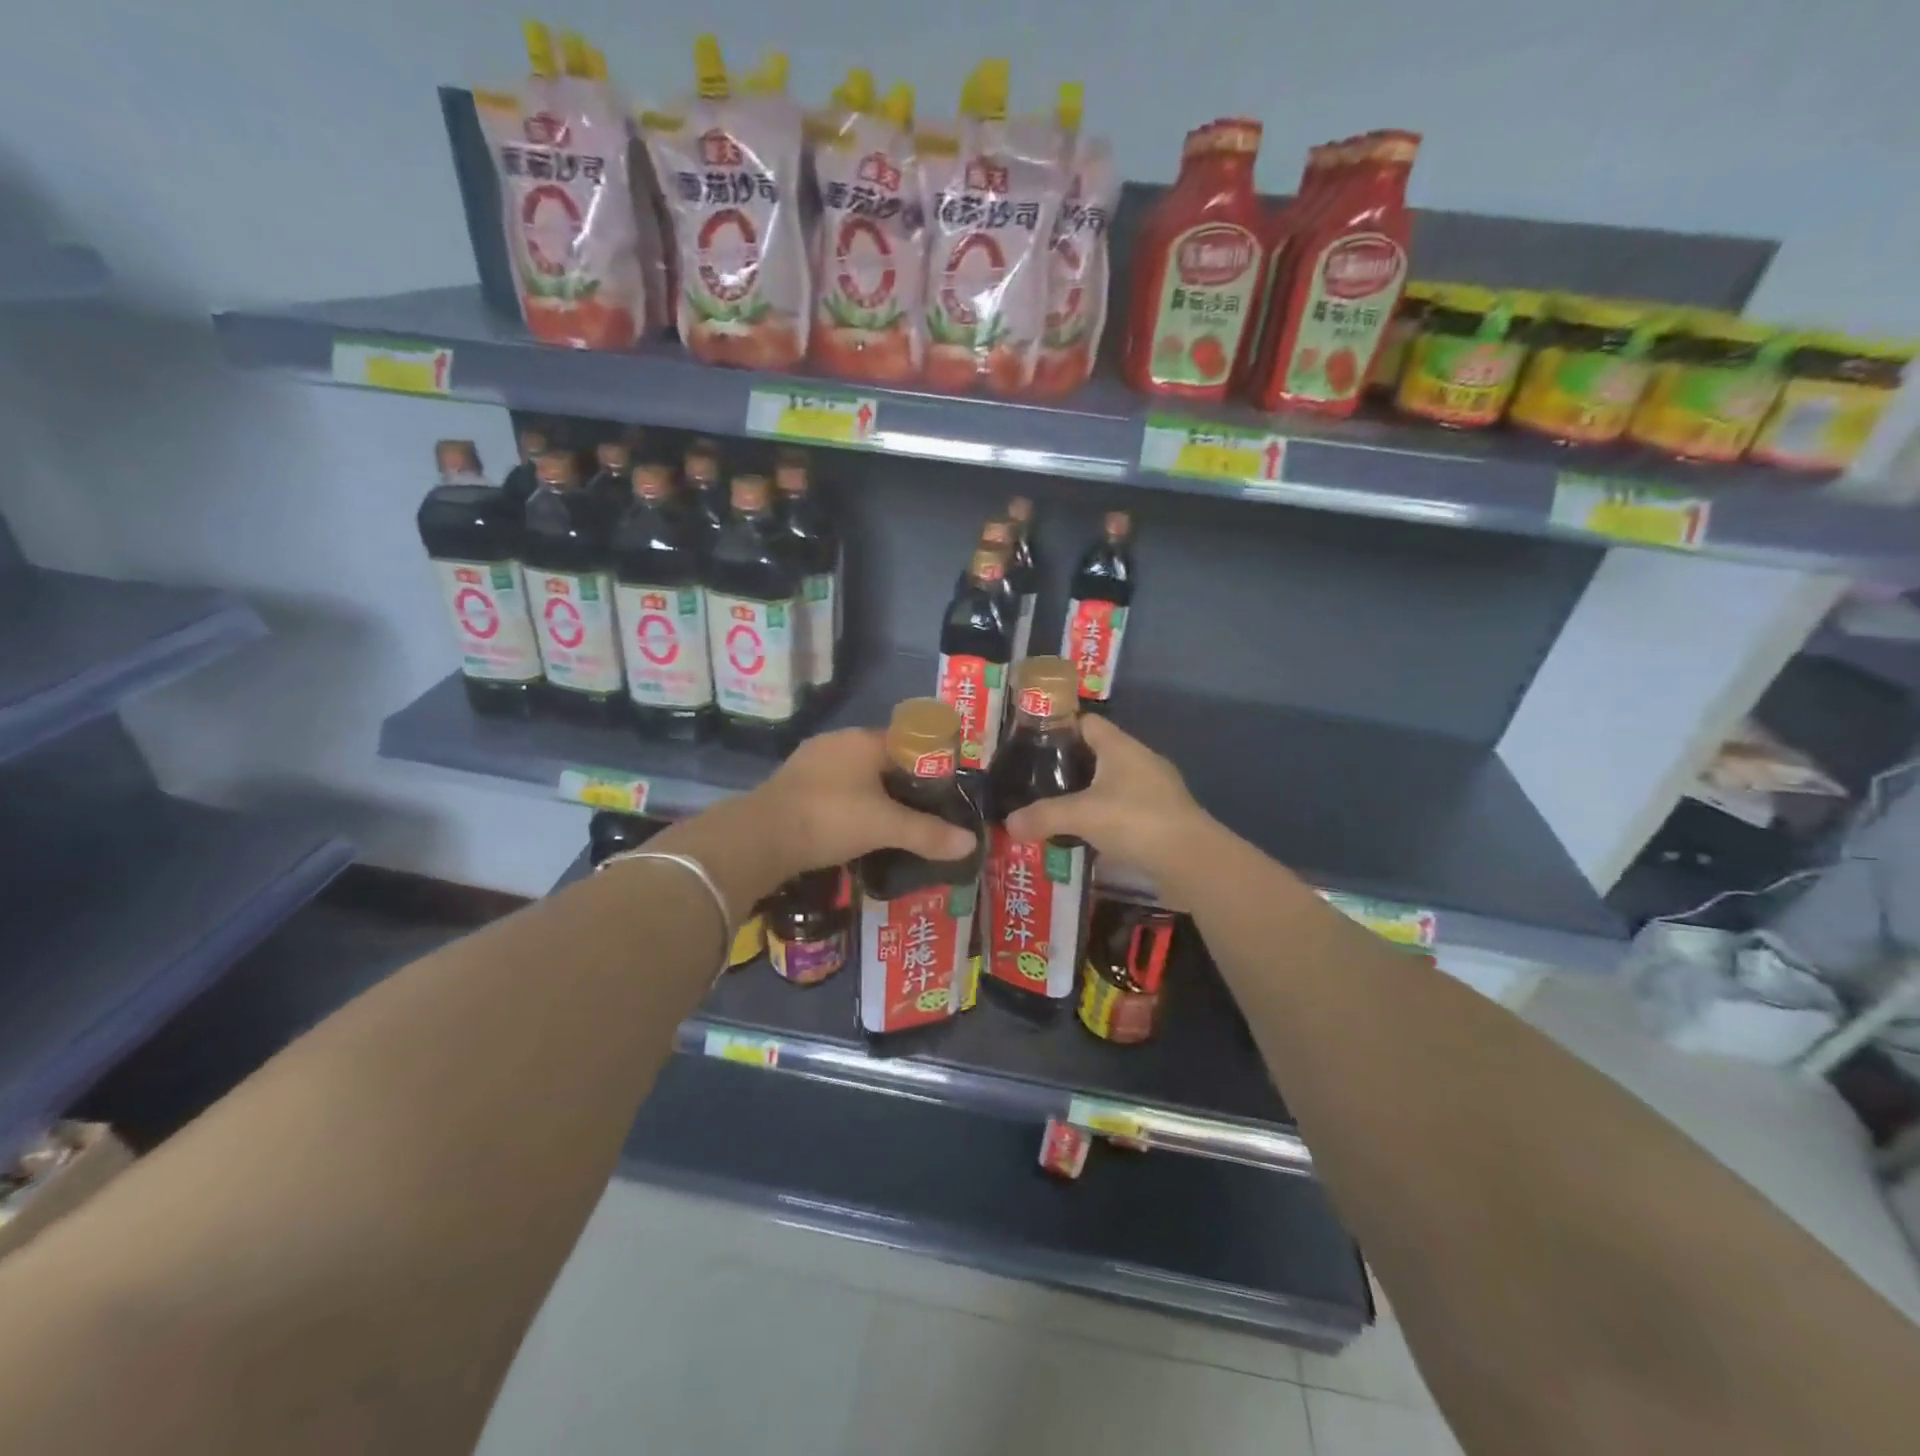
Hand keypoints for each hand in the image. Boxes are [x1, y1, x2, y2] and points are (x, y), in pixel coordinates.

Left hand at [746, 728, 975, 880]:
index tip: (944, 790)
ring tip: (892, 824)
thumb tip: (971, 843)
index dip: (930, 763)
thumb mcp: (886, 826)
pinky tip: (854, 828)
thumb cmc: (830, 818)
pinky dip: (848, 806)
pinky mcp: (791, 785)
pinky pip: (832, 790)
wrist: (759, 838)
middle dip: (902, 783)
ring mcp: (810, 762)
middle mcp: (837, 742)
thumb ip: (928, 834)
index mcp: (863, 740)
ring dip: (872, 795)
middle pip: (882, 759)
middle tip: (923, 812)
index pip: (908, 741)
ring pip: (855, 775)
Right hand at [1003, 715, 1216, 885]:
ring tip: (1058, 810)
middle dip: (1070, 766)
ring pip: (1113, 783)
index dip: (1060, 728)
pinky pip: (1126, 808)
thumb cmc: (1135, 820)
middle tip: (1038, 782)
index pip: (1086, 722)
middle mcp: (1140, 760)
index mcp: (1121, 747)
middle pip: (1098, 753)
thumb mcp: (1080, 816)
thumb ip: (1043, 816)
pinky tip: (1088, 835)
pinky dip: (1106, 817)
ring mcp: (1156, 790)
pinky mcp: (1163, 817)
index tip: (1032, 745)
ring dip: (1089, 795)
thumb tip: (1009, 823)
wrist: (1192, 860)